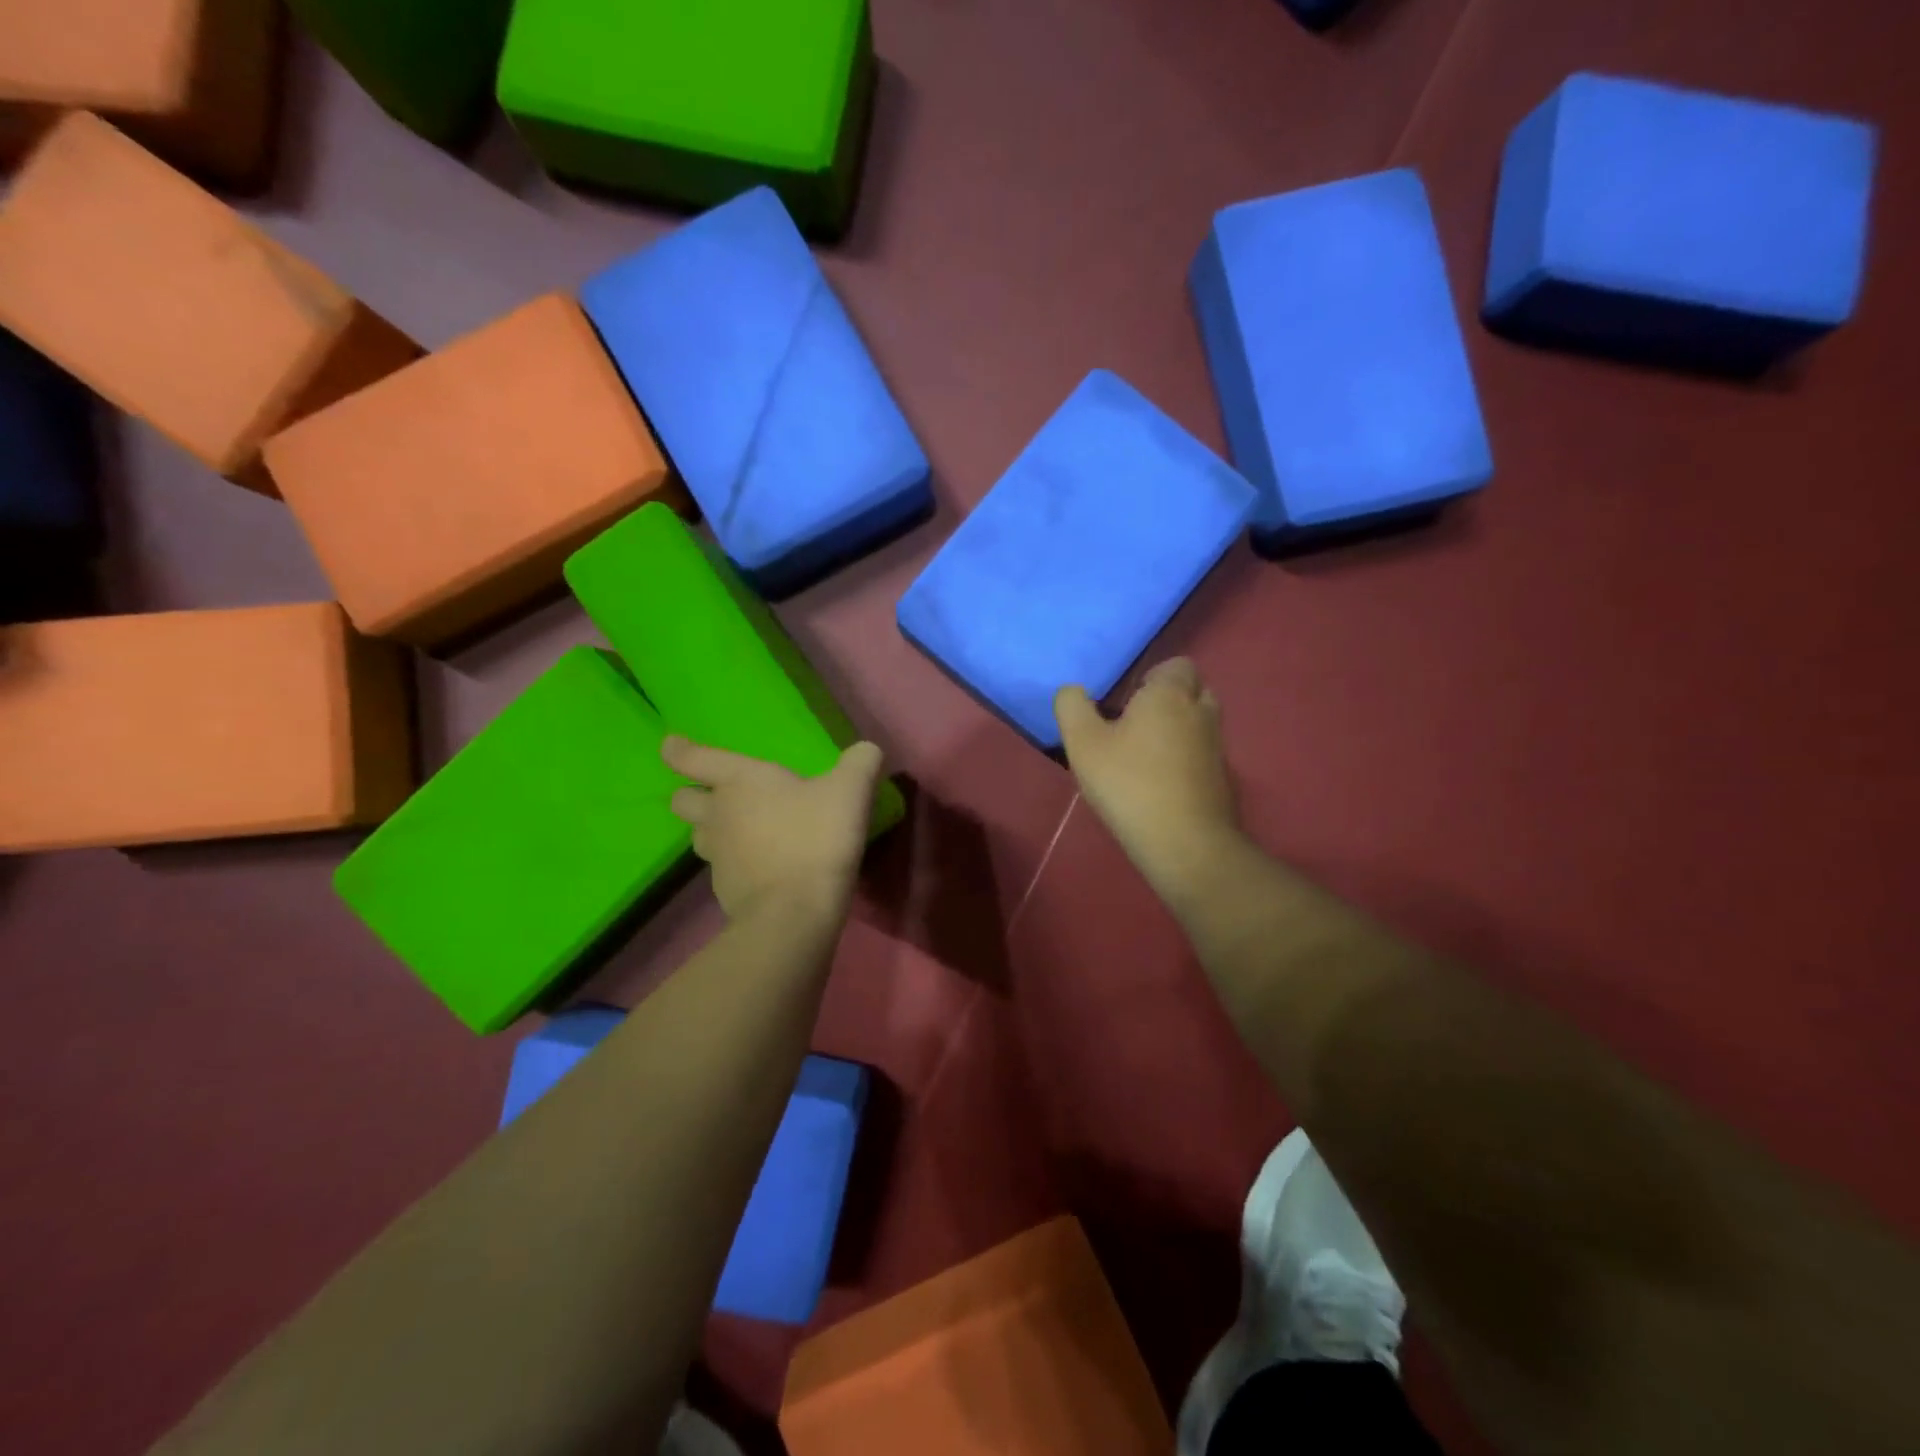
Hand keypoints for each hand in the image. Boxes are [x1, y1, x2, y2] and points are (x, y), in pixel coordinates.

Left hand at [662, 736, 883, 920]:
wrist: (795, 912)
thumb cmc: (816, 838)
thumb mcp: (850, 792)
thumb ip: (859, 763)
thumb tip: (867, 749)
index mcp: (739, 781)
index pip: (695, 759)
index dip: (680, 750)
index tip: (671, 745)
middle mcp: (718, 815)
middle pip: (684, 800)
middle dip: (692, 794)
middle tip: (715, 796)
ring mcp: (716, 856)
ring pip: (700, 836)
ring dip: (713, 831)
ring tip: (742, 833)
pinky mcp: (724, 890)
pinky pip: (722, 868)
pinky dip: (735, 864)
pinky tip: (761, 868)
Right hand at [1055, 659, 1240, 907]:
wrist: (1185, 843)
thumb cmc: (1129, 784)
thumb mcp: (1083, 743)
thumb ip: (1072, 707)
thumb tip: (1072, 691)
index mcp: (1170, 694)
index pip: (1175, 665)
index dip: (1152, 677)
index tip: (1125, 702)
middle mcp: (1201, 712)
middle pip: (1191, 690)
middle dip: (1166, 701)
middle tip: (1133, 724)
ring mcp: (1217, 746)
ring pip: (1198, 722)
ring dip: (1177, 730)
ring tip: (1143, 755)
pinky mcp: (1223, 778)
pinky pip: (1202, 753)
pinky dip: (1186, 759)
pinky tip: (1160, 783)